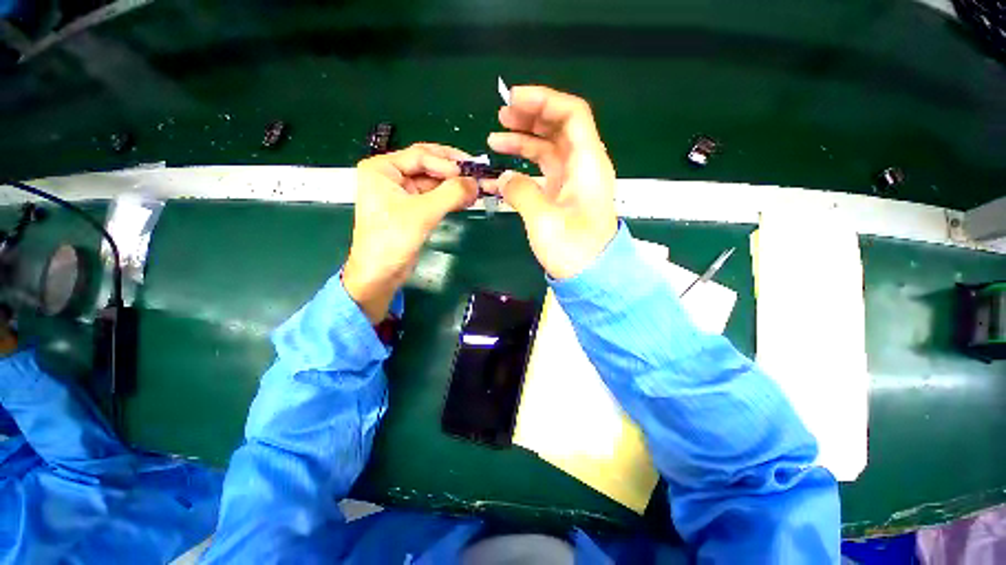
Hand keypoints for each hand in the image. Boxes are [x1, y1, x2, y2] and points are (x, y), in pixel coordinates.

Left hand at [343, 144, 477, 322]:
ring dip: (453, 185)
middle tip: (477, 175)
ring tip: (475, 189)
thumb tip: (476, 182)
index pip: (420, 156)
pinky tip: (465, 199)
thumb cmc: (392, 240)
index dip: (447, 163)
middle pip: (427, 165)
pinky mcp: (411, 209)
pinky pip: (433, 196)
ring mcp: (401, 193)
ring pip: (432, 182)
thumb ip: (450, 194)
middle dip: (452, 171)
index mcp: (382, 168)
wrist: (380, 274)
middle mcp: (390, 176)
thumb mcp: (423, 213)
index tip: (470, 173)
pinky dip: (449, 197)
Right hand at [486, 85, 617, 279]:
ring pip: (548, 150)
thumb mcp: (544, 220)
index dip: (543, 101)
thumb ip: (521, 192)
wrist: (590, 277)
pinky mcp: (562, 197)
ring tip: (495, 139)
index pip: (571, 115)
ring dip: (524, 141)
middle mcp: (583, 166)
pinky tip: (502, 172)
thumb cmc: (574, 250)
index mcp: (588, 163)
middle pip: (559, 128)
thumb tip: (502, 179)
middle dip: (530, 117)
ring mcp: (572, 182)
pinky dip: (524, 168)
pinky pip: (542, 172)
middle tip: (501, 117)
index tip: (513, 101)